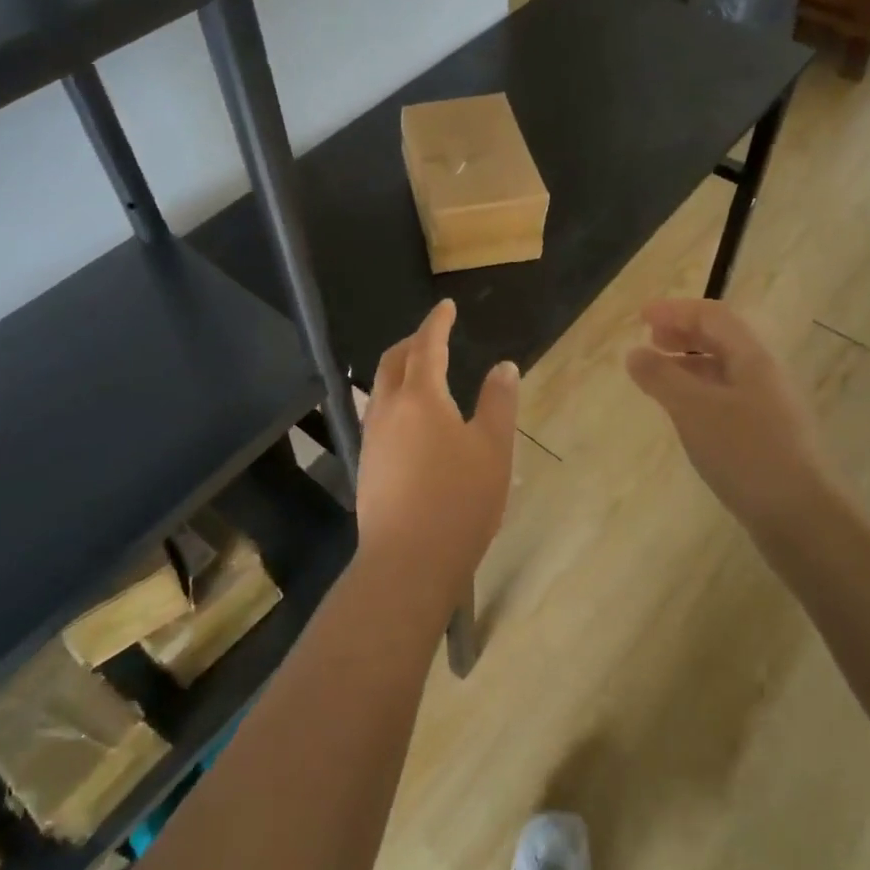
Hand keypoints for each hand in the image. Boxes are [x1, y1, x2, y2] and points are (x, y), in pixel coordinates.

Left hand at [357, 300, 519, 596]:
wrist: (407, 562)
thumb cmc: (459, 500)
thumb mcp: (493, 449)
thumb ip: (498, 403)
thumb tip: (503, 366)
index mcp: (420, 397)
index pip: (427, 345)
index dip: (436, 322)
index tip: (446, 307)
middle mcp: (388, 409)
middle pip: (393, 361)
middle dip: (412, 341)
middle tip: (434, 336)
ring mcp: (372, 438)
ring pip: (380, 388)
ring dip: (399, 370)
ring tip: (422, 374)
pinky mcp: (367, 464)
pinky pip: (378, 414)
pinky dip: (394, 398)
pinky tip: (411, 420)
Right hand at [626, 298, 839, 528]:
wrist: (800, 516)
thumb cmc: (745, 452)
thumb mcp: (693, 409)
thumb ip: (661, 377)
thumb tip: (635, 352)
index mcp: (752, 358)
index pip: (713, 316)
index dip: (676, 310)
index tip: (641, 317)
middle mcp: (764, 375)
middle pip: (722, 339)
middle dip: (684, 333)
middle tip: (650, 340)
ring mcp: (769, 407)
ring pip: (724, 370)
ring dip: (689, 363)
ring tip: (659, 376)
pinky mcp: (766, 436)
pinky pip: (727, 398)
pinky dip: (699, 392)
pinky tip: (685, 414)